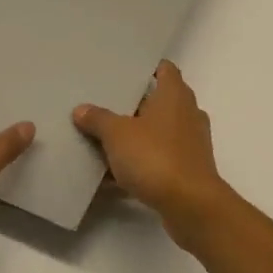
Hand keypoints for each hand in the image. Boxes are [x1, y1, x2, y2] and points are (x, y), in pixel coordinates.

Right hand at [74, 61, 239, 248]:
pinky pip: (159, 160)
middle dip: (134, 105)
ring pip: (158, 132)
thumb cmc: (155, 157)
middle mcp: (187, 113)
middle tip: (105, 105)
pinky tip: (113, 177)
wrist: (190, 204)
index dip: (147, 68)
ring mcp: (190, 142)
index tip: (124, 71)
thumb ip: (99, 119)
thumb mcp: (117, 135)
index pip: (165, 69)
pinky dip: (140, 164)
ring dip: (136, 137)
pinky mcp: (188, 169)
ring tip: (104, 140)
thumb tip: (82, 109)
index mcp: (174, 95)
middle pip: (159, 101)